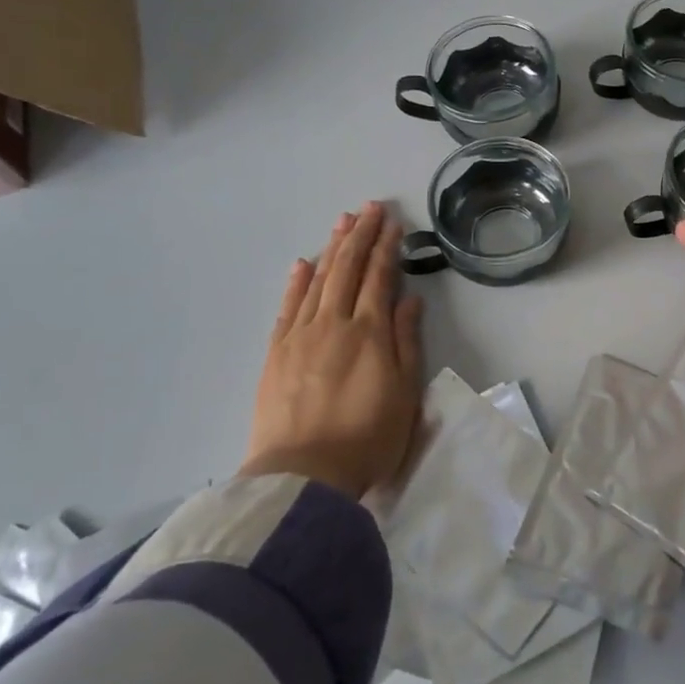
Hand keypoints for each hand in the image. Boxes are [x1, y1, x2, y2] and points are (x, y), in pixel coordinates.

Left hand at [242, 202, 424, 497]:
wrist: (303, 475)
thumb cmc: (368, 439)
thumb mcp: (405, 393)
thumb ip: (406, 342)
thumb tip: (409, 300)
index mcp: (370, 332)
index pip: (379, 277)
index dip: (387, 247)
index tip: (393, 223)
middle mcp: (334, 323)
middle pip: (347, 269)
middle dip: (360, 235)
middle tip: (369, 208)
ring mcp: (300, 336)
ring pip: (318, 280)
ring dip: (331, 248)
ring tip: (342, 222)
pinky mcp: (276, 353)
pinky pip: (287, 307)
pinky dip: (297, 282)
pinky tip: (303, 264)